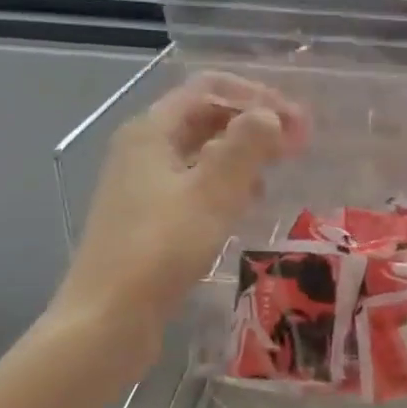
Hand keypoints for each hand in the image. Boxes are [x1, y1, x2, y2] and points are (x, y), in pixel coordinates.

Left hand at [50, 72, 307, 341]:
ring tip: (280, 168)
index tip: (298, 123)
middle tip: (299, 144)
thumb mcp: (212, 192)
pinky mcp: (150, 216)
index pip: (210, 89)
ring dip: (244, 152)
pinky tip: (249, 202)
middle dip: (254, 123)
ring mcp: (144, 184)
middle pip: (206, 116)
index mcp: (152, 131)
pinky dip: (228, 182)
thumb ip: (246, 145)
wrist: (107, 319)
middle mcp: (144, 148)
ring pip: (203, 151)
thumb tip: (270, 115)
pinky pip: (196, 182)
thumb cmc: (161, 248)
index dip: (258, 97)